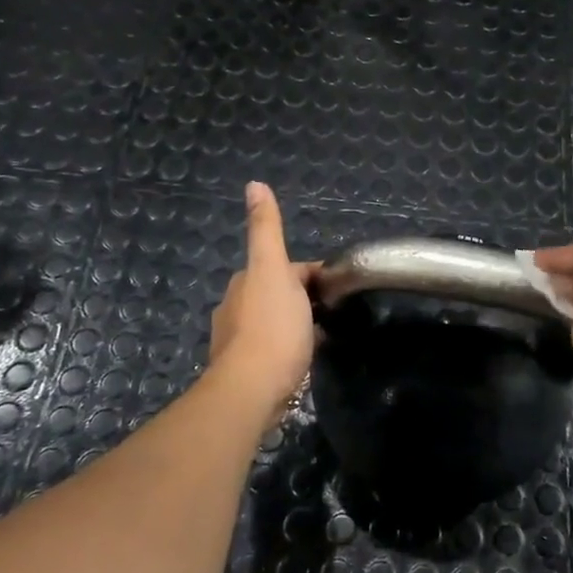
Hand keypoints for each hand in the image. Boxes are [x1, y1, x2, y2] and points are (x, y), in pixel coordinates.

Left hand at [207, 182, 316, 418]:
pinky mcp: (247, 370)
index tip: (338, 288)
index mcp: (245, 281)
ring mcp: (238, 341)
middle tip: (335, 312)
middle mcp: (235, 307)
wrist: (252, 389)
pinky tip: (305, 359)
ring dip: (296, 324)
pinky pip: (273, 349)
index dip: (312, 275)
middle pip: (278, 294)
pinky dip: (289, 349)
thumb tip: (254, 183)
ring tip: (324, 336)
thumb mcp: (273, 269)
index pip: (285, 268)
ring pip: (274, 322)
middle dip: (303, 298)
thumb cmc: (272, 326)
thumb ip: (266, 229)